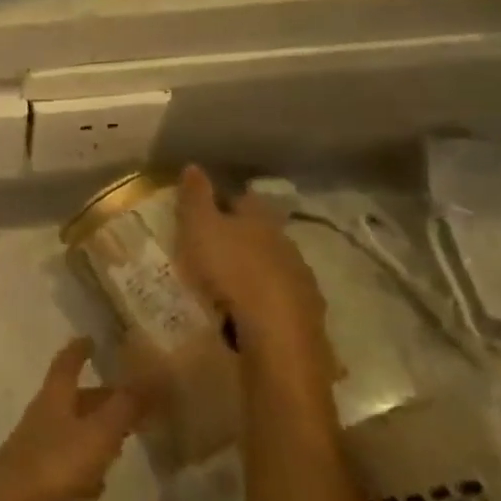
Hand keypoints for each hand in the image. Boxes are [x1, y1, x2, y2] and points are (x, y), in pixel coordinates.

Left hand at [0, 339, 140, 500]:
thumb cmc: (55, 463)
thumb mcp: (98, 433)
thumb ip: (125, 406)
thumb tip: (152, 374)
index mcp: (55, 397)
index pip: (67, 363)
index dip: (79, 350)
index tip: (91, 338)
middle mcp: (44, 416)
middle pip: (75, 400)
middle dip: (101, 398)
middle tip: (131, 400)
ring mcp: (38, 447)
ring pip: (73, 432)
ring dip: (95, 434)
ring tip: (122, 442)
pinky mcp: (37, 478)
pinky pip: (67, 465)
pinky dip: (84, 469)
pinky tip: (97, 487)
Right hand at [174, 165, 332, 405]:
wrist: (276, 334)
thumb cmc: (231, 271)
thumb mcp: (200, 228)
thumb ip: (196, 197)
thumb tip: (194, 165)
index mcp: (261, 219)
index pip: (244, 198)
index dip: (225, 200)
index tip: (206, 209)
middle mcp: (286, 243)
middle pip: (262, 232)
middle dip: (241, 237)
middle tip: (213, 247)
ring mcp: (301, 280)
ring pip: (274, 266)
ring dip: (255, 270)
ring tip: (228, 283)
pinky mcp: (306, 315)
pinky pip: (281, 299)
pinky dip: (265, 300)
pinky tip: (248, 311)